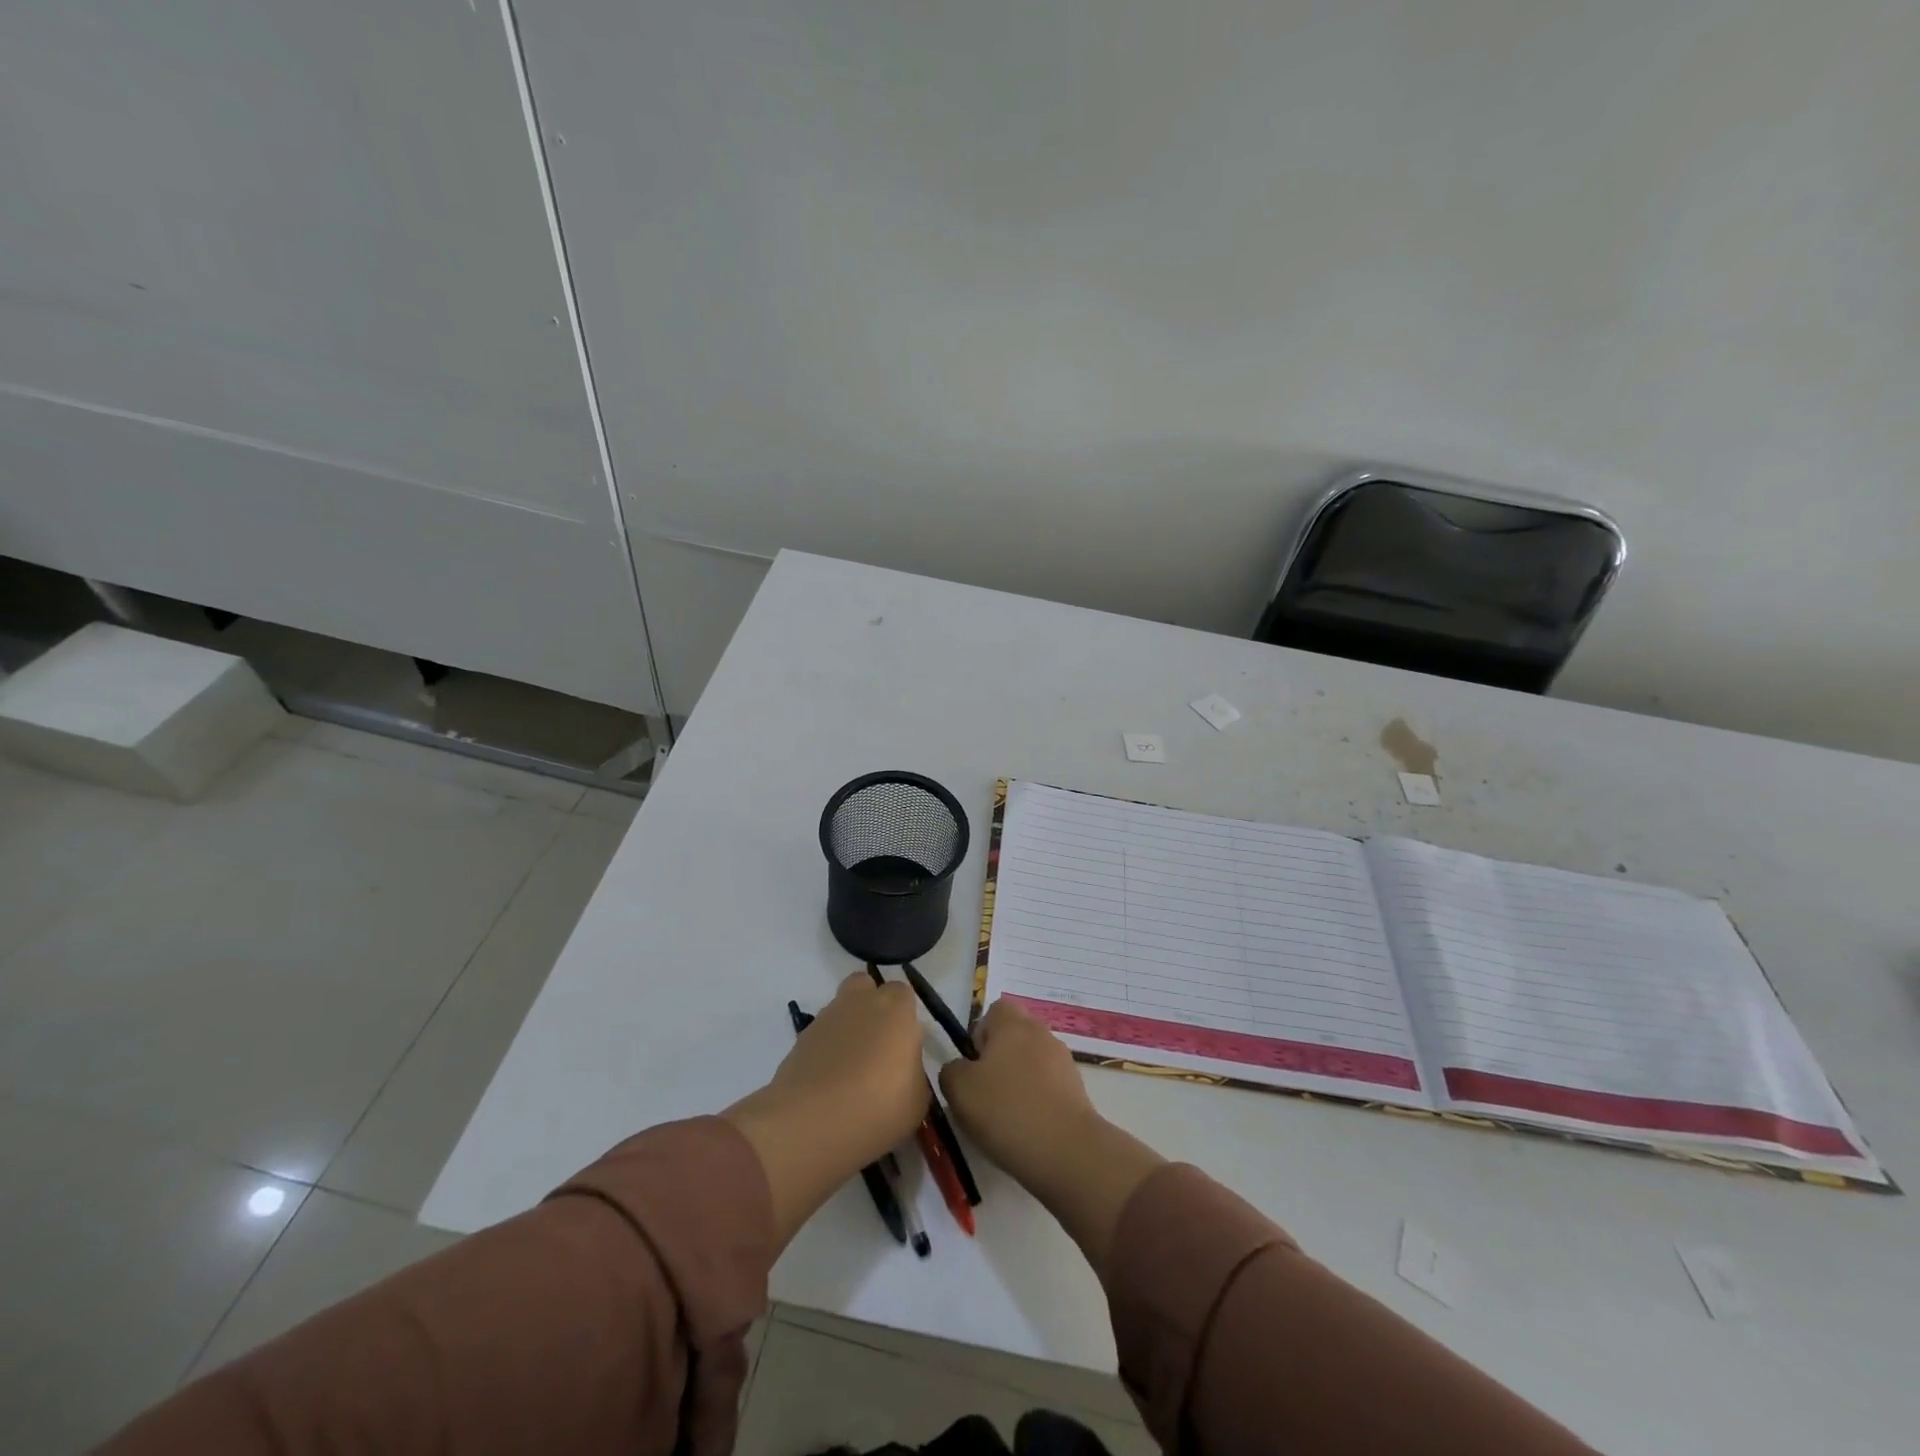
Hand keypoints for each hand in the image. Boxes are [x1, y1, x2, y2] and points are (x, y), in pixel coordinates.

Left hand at [724, 973, 930, 1243]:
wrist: (812, 1126)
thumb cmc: (880, 1108)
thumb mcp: (919, 1100)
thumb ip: (914, 1076)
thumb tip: (902, 1072)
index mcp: (897, 1008)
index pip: (906, 995)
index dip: (908, 1020)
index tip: (910, 1051)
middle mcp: (860, 1002)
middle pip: (866, 989)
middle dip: (873, 1010)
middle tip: (881, 1053)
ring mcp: (824, 1021)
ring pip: (840, 1013)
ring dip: (848, 1033)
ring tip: (853, 1077)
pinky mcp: (797, 1045)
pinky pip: (820, 1040)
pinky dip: (825, 1056)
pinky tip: (830, 1088)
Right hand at [940, 998, 1164, 1272]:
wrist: (1067, 1151)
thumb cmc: (1006, 1111)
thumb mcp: (959, 1090)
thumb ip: (951, 1070)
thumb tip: (961, 1069)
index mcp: (1013, 1024)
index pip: (994, 1012)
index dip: (980, 1035)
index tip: (974, 1067)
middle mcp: (1041, 1033)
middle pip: (1014, 1037)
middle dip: (999, 1060)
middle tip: (986, 1094)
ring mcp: (1064, 1061)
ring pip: (1032, 1062)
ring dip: (1019, 1081)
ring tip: (1007, 1117)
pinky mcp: (1078, 1090)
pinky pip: (1048, 1086)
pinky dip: (1038, 1101)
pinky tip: (1029, 1129)